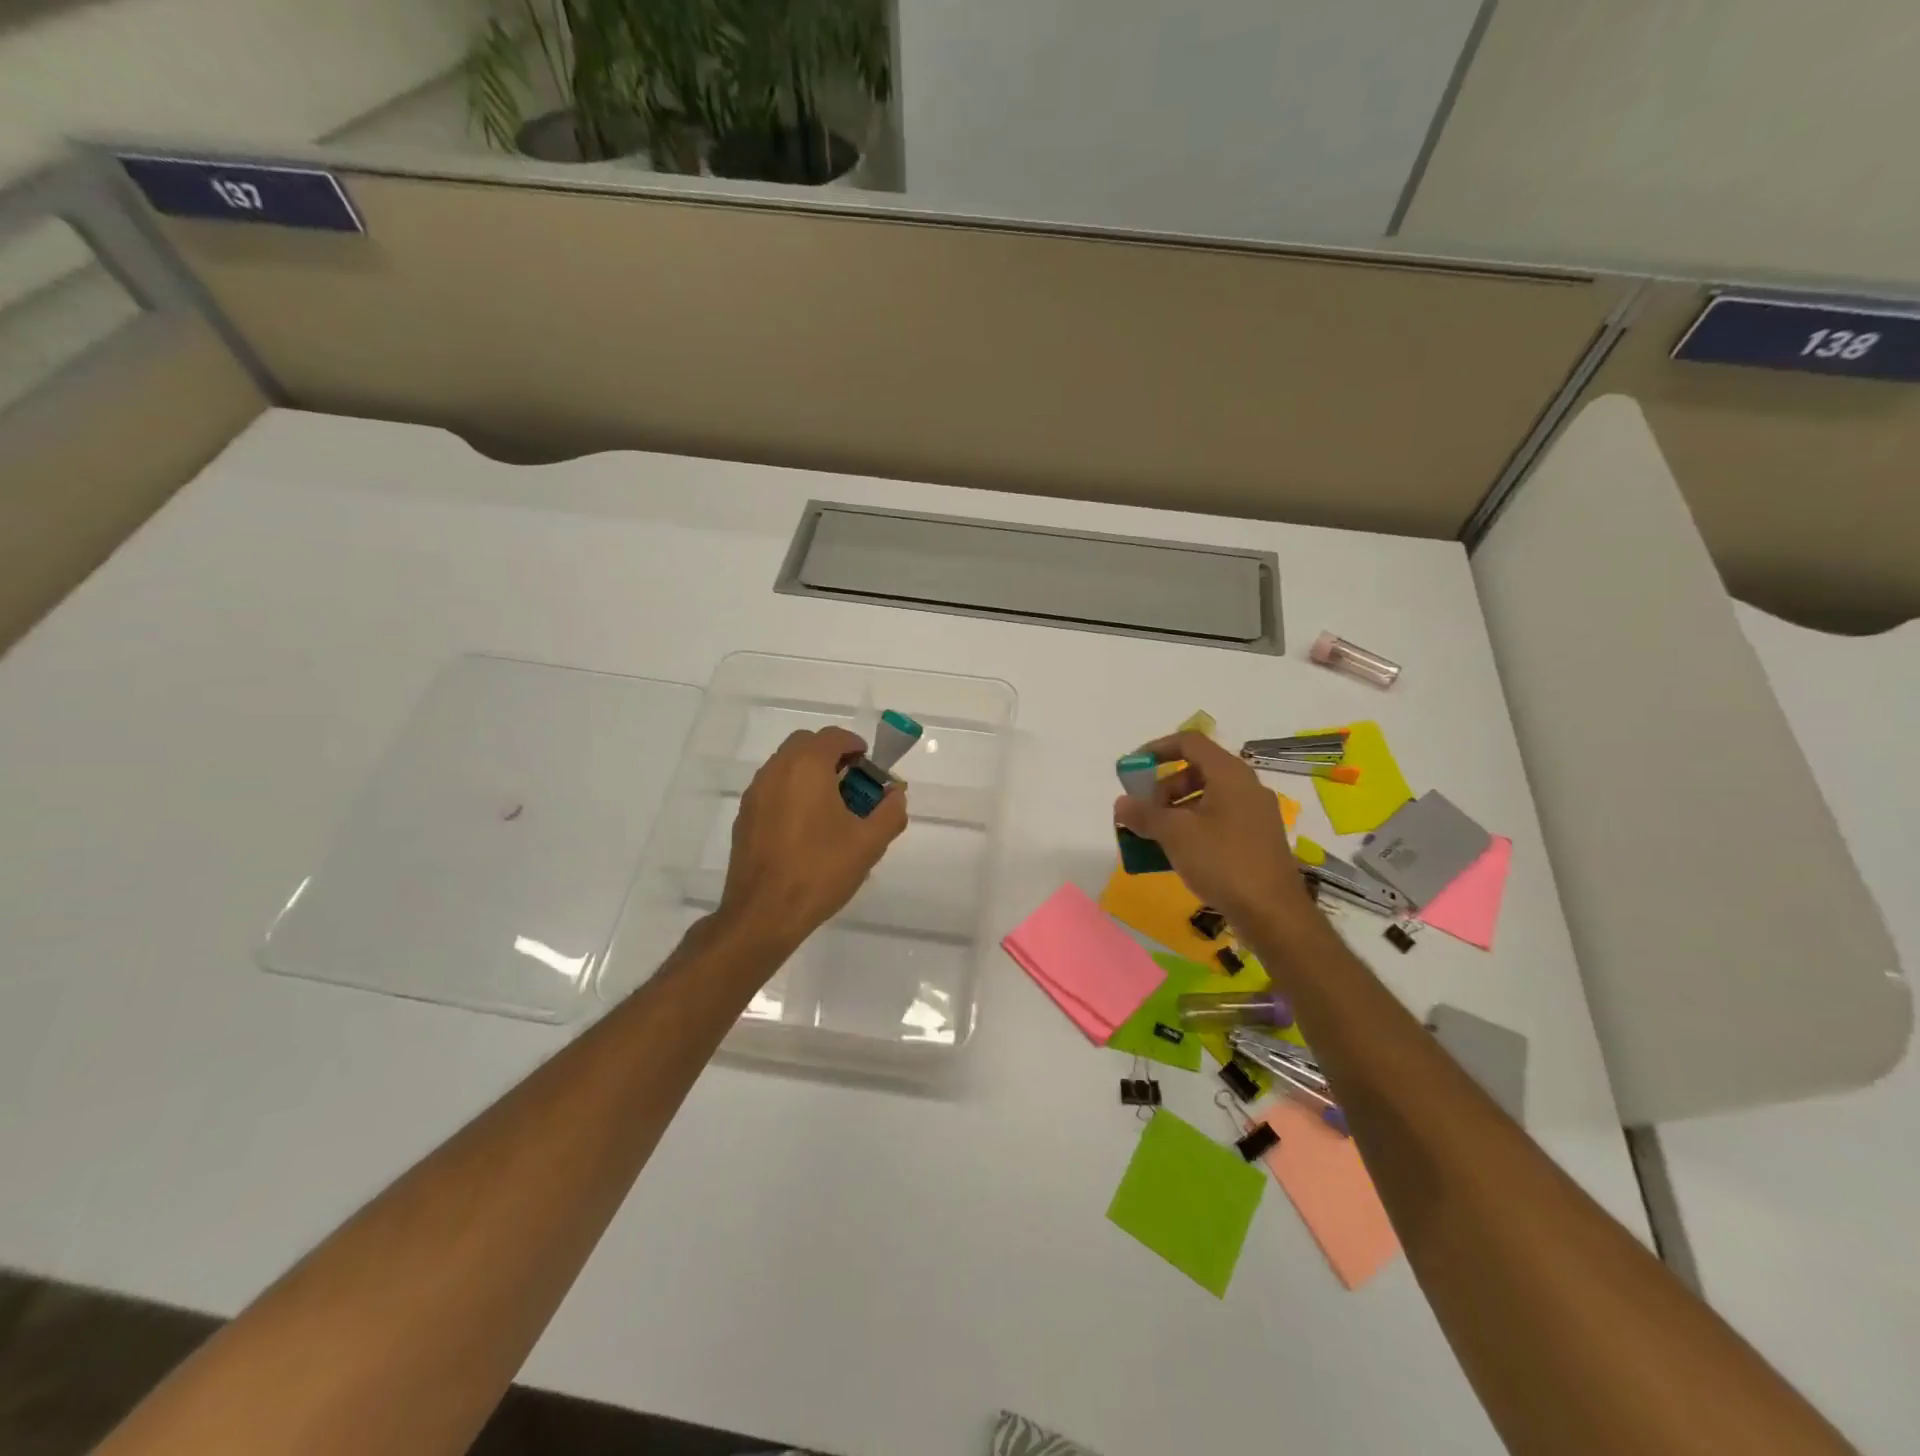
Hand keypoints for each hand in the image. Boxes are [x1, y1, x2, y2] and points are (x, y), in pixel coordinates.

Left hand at [718, 726, 907, 953]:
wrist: (763, 914)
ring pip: (785, 766)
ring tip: (832, 808)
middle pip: (805, 745)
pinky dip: (792, 793)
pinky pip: (772, 790)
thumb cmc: (820, 871)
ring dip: (810, 774)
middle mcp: (776, 771)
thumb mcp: (869, 843)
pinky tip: (806, 829)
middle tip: (853, 783)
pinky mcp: (744, 818)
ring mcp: (755, 794)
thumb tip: (896, 794)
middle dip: (831, 755)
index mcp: (807, 767)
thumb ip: (890, 812)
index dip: (855, 745)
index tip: (870, 766)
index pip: (833, 736)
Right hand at [1113, 731, 1316, 932]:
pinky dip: (1193, 828)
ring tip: (1154, 836)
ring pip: (1206, 798)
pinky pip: (1217, 821)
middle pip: (1196, 771)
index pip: (1190, 742)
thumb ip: (1144, 814)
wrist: (1272, 913)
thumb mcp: (1175, 834)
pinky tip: (1177, 854)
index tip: (1133, 768)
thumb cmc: (1222, 861)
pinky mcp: (1256, 840)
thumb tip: (1122, 804)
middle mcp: (1246, 787)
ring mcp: (1254, 815)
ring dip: (1175, 811)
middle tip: (1144, 812)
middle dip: (1163, 788)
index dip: (1157, 748)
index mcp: (1230, 774)